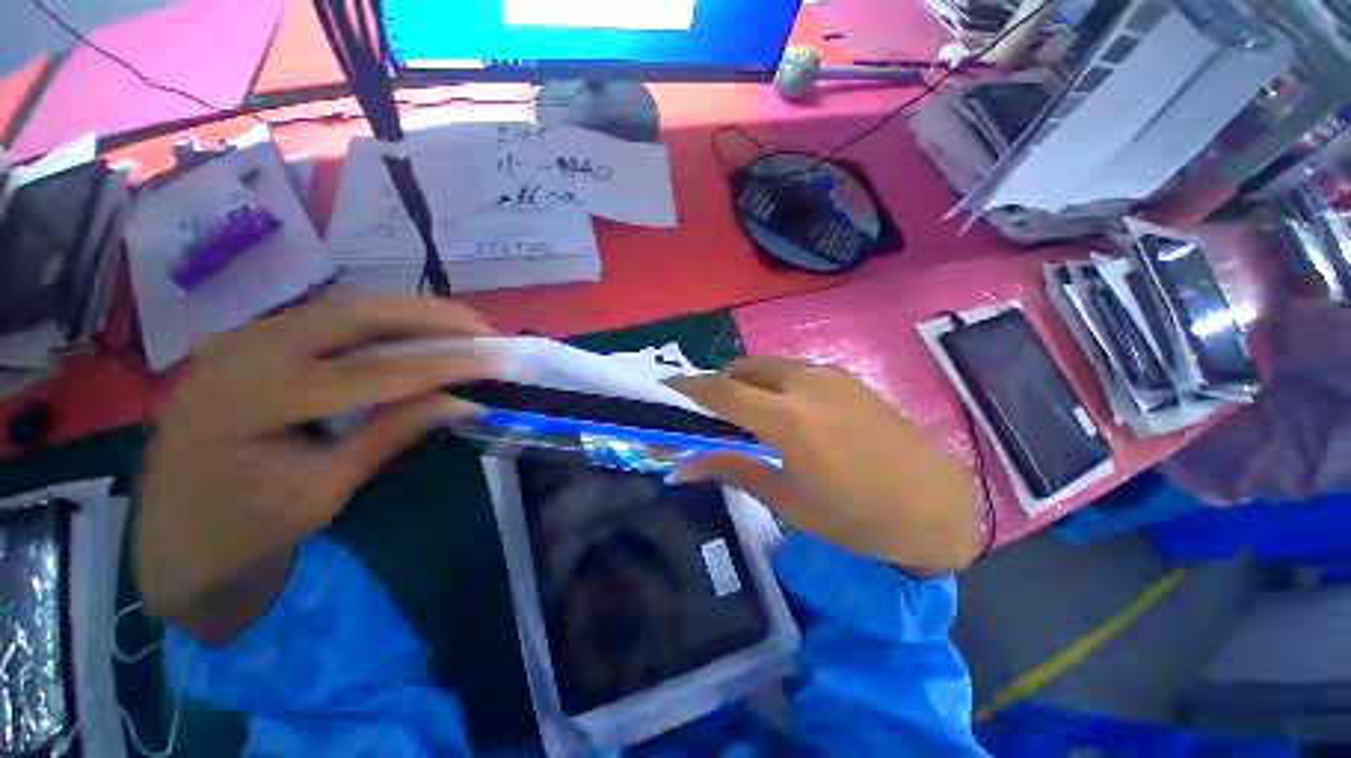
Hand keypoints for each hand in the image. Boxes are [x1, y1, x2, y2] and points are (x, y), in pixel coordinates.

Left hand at [137, 295, 499, 640]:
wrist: (173, 540)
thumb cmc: (244, 533)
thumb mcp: (322, 493)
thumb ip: (390, 436)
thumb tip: (462, 404)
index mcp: (253, 400)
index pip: (372, 371)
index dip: (442, 366)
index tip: (495, 363)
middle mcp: (243, 352)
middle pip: (356, 315)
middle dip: (431, 318)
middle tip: (486, 330)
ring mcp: (243, 339)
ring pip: (344, 308)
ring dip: (410, 314)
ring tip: (463, 327)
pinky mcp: (251, 342)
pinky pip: (328, 320)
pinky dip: (382, 322)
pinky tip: (414, 332)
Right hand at [668, 358, 982, 572]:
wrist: (937, 505)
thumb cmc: (858, 517)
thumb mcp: (788, 500)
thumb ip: (733, 470)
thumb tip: (681, 468)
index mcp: (787, 418)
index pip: (721, 391)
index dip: (688, 386)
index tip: (665, 386)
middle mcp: (805, 384)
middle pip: (743, 368)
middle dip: (719, 383)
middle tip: (710, 412)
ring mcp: (830, 376)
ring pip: (770, 365)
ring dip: (748, 380)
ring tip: (746, 412)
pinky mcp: (847, 378)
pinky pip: (795, 369)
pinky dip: (774, 381)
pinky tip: (785, 411)